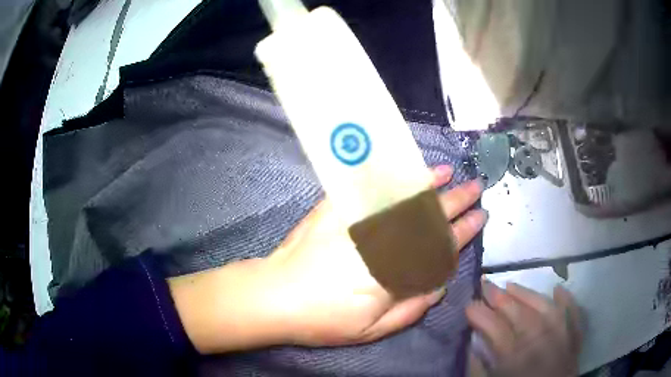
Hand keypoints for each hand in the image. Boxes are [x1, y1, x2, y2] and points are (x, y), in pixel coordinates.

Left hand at [169, 165, 486, 353]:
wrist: (275, 295)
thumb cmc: (323, 319)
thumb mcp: (372, 330)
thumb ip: (411, 309)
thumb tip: (440, 286)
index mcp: (396, 273)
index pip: (441, 247)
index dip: (464, 233)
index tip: (480, 219)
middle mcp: (385, 241)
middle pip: (430, 217)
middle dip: (458, 202)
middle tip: (478, 189)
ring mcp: (362, 220)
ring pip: (406, 199)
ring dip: (434, 186)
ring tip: (454, 176)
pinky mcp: (340, 207)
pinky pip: (374, 188)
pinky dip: (396, 178)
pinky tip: (410, 171)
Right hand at [467, 280, 582, 376]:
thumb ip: (479, 369)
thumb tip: (472, 347)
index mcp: (516, 358)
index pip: (496, 329)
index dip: (480, 315)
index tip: (468, 305)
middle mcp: (540, 342)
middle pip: (520, 314)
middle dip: (500, 298)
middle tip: (485, 284)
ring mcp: (561, 337)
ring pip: (545, 308)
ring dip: (527, 295)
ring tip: (511, 285)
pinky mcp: (573, 339)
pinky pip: (573, 314)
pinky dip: (566, 300)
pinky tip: (557, 289)